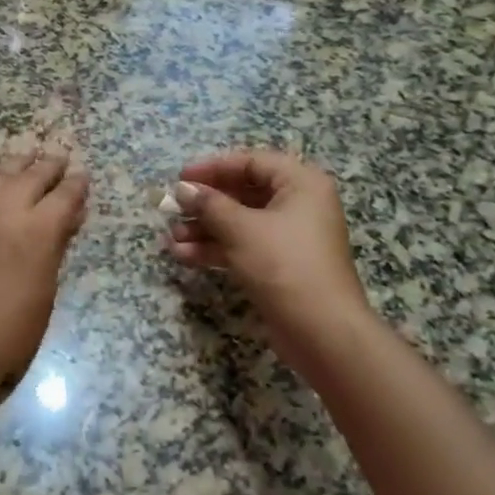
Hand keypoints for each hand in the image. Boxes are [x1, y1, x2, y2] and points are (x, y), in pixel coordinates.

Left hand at [0, 147, 89, 382]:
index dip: (76, 184)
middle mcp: (6, 211)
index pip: (64, 194)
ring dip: (17, 165)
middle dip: (49, 166)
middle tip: (59, 158)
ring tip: (27, 159)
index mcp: (38, 229)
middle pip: (32, 175)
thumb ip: (57, 246)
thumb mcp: (47, 288)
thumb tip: (68, 219)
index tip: (83, 176)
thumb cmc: (13, 330)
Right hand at [165, 149, 372, 355]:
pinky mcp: (279, 265)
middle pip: (243, 193)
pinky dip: (215, 249)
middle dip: (205, 203)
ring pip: (239, 222)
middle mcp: (298, 205)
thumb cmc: (284, 264)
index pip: (252, 162)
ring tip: (172, 238)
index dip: (213, 168)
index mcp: (301, 183)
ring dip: (205, 229)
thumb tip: (182, 189)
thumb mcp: (241, 229)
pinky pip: (242, 246)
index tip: (180, 178)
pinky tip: (184, 255)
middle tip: (172, 209)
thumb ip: (209, 204)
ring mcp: (289, 237)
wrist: (321, 332)